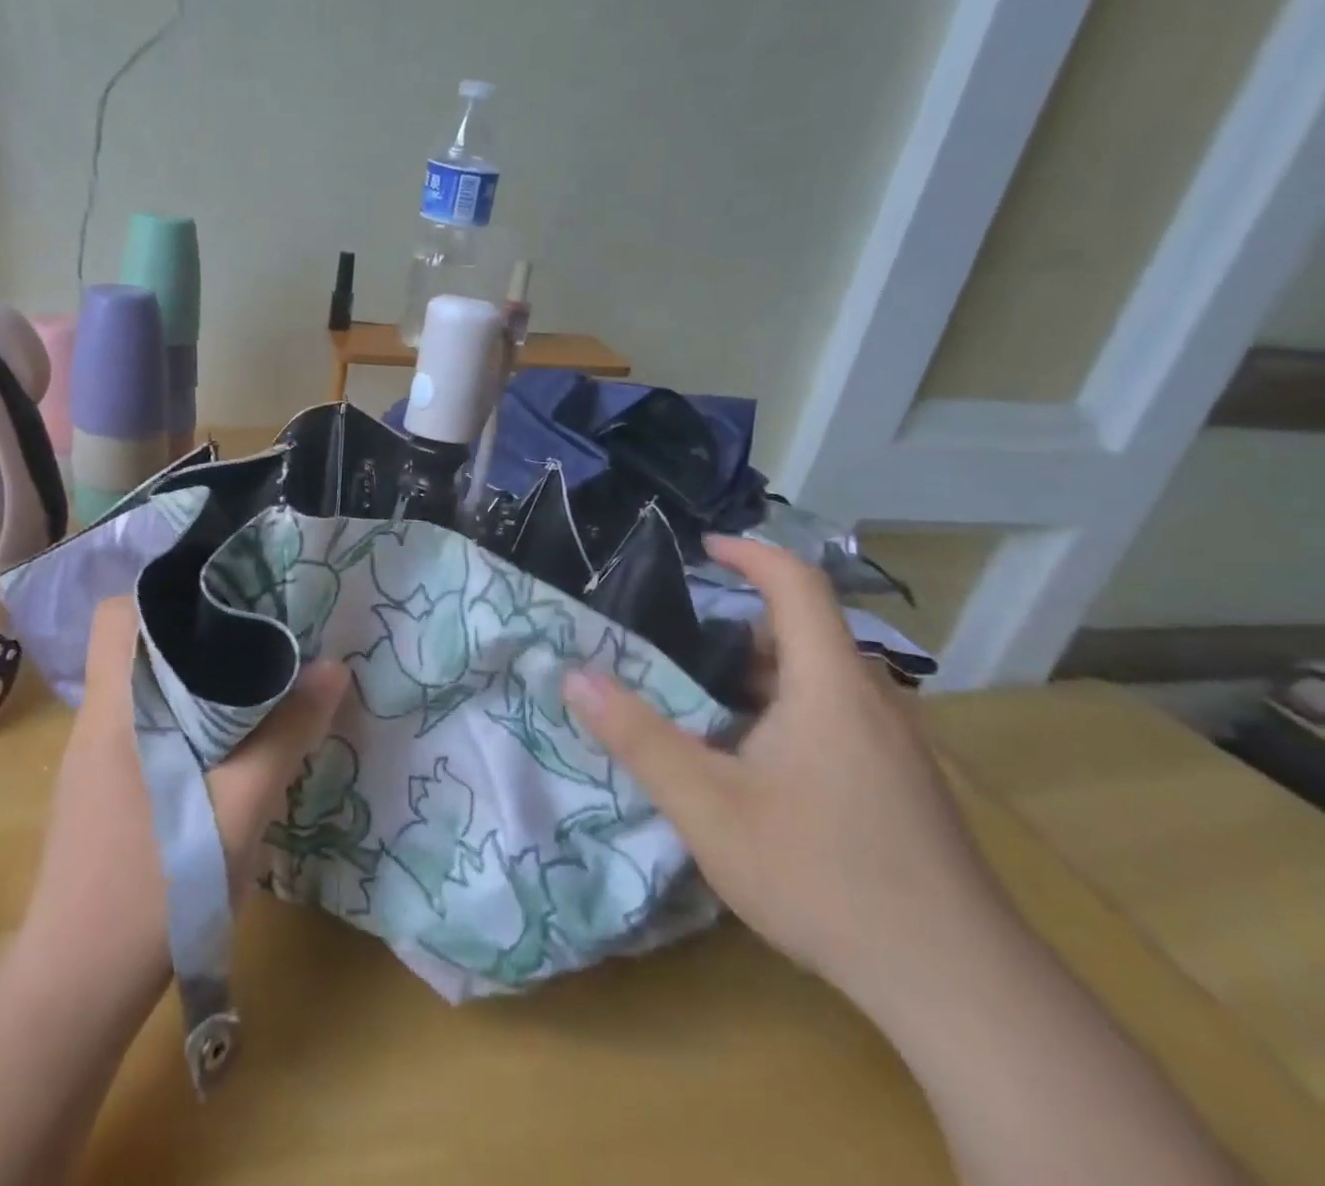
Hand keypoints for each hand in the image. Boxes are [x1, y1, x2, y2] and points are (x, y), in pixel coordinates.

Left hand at [15, 595, 349, 998]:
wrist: (78, 990)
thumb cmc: (155, 885)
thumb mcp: (239, 806)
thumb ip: (287, 733)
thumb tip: (333, 668)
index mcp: (116, 707)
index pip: (116, 613)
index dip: (164, 591)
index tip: (225, 589)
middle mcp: (100, 720)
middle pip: (138, 644)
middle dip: (198, 630)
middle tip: (262, 626)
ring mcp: (98, 758)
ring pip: (147, 686)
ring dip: (197, 674)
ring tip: (259, 671)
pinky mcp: (107, 790)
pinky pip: (149, 723)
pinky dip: (188, 713)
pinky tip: (232, 737)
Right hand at [563, 536, 1007, 1010]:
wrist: (960, 987)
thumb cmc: (823, 875)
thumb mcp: (708, 805)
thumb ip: (638, 737)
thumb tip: (574, 676)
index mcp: (830, 685)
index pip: (798, 584)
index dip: (750, 554)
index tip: (702, 548)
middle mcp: (872, 701)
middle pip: (805, 632)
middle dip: (739, 626)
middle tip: (677, 644)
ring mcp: (896, 747)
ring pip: (821, 681)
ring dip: (762, 675)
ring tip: (702, 702)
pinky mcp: (904, 786)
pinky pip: (838, 718)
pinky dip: (787, 711)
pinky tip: (754, 765)